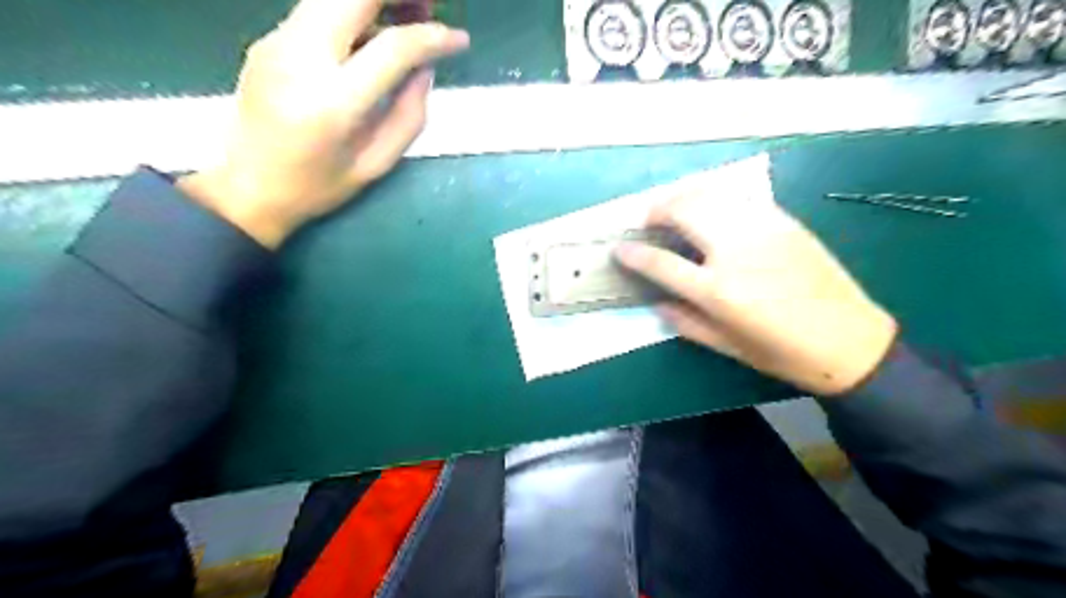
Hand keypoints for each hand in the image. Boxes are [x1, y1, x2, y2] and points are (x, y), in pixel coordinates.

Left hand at [179, 0, 468, 246]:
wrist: (247, 186)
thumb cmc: (319, 186)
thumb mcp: (377, 163)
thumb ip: (409, 115)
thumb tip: (425, 69)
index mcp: (334, 102)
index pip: (393, 48)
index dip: (434, 37)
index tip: (460, 40)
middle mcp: (301, 57)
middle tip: (429, 6)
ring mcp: (278, 42)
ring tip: (408, 12)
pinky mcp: (269, 38)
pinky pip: (318, 8)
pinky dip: (353, 10)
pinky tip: (373, 30)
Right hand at [617, 184, 897, 393]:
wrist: (850, 340)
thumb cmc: (782, 352)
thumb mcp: (727, 346)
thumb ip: (685, 323)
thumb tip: (657, 303)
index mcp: (718, 290)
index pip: (661, 262)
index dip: (633, 253)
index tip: (619, 248)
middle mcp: (735, 252)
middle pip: (684, 210)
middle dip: (657, 209)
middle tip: (648, 219)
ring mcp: (763, 230)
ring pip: (712, 195)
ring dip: (684, 196)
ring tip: (674, 208)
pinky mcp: (785, 221)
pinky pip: (740, 198)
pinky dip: (716, 198)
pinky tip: (712, 210)